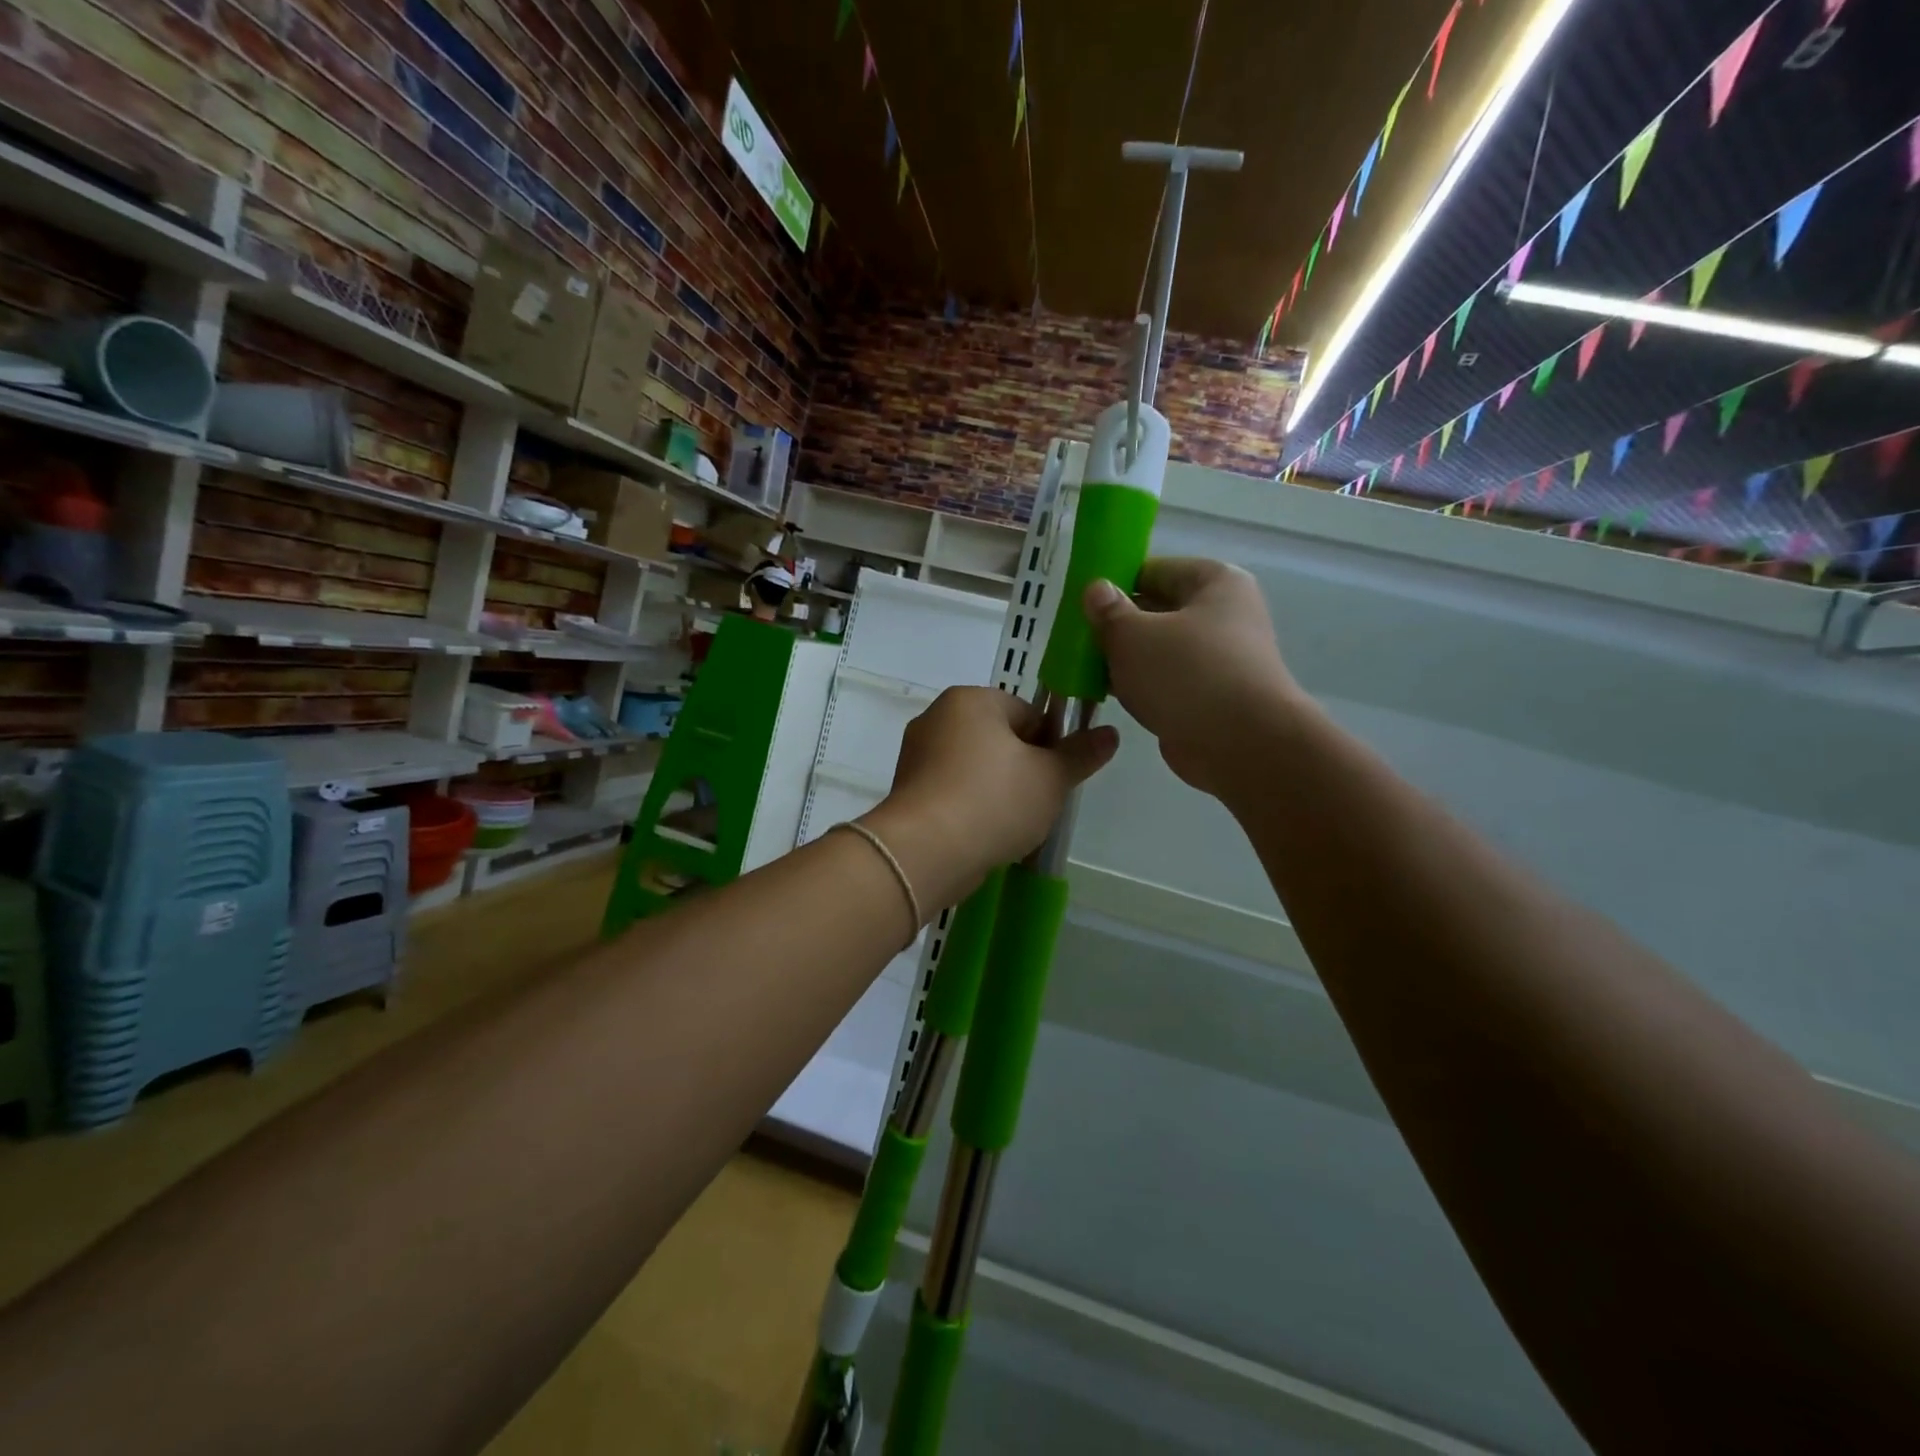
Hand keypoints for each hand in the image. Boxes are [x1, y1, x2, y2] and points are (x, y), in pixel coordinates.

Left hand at [866, 688, 1117, 906]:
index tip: (1054, 780)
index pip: (1028, 713)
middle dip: (1022, 770)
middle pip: (999, 739)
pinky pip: (951, 791)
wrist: (925, 852)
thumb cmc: (993, 801)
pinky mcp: (906, 790)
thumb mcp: (1051, 778)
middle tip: (1036, 805)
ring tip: (1009, 826)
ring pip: (975, 768)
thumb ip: (1081, 754)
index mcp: (971, 699)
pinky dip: (969, 808)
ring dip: (996, 792)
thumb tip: (1110, 734)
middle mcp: (937, 717)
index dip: (1049, 746)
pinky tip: (981, 834)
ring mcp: (916, 754)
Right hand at [1084, 558, 1302, 798]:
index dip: (1114, 583)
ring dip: (1126, 659)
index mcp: (1214, 582)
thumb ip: (1108, 611)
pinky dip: (1140, 686)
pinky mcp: (1211, 696)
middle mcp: (1223, 615)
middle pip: (1157, 610)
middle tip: (1076, 638)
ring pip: (1159, 649)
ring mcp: (1220, 658)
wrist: (1240, 745)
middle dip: (1117, 625)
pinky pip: (1166, 681)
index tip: (1081, 604)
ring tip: (1084, 667)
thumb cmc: (1187, 674)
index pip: (1153, 570)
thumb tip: (1096, 590)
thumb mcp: (1133, 635)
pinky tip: (1107, 694)